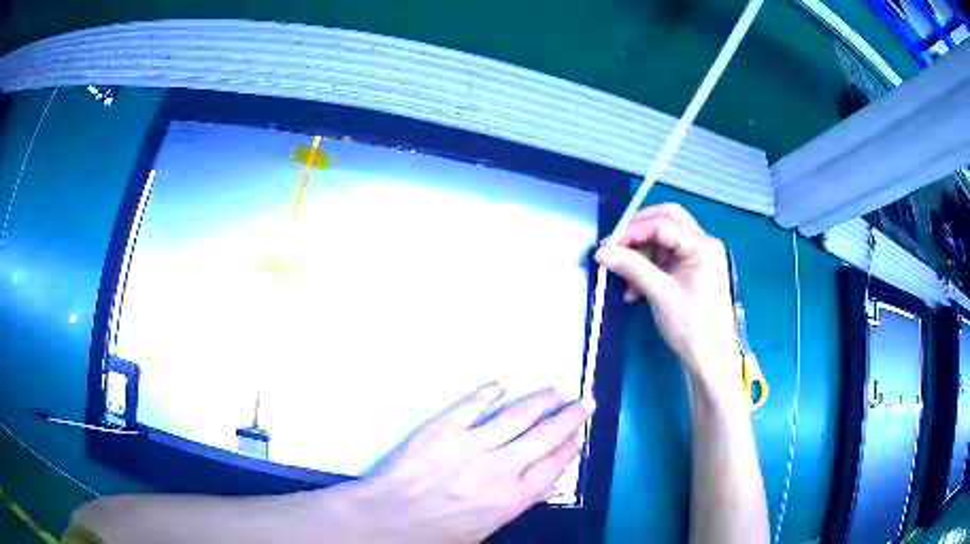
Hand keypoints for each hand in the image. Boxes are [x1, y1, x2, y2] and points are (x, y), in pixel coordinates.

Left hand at [358, 383, 593, 543]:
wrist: (388, 521)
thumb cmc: (436, 534)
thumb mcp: (486, 530)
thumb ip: (522, 506)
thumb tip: (552, 488)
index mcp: (512, 498)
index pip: (553, 466)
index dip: (570, 448)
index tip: (580, 435)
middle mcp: (500, 468)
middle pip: (544, 437)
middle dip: (569, 418)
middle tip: (585, 402)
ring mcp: (472, 445)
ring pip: (516, 416)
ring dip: (539, 401)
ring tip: (556, 390)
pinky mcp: (443, 429)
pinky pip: (471, 405)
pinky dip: (488, 392)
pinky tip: (501, 384)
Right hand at [594, 204, 737, 393]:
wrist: (710, 360)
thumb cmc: (690, 325)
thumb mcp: (659, 293)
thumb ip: (631, 267)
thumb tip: (602, 251)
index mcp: (701, 245)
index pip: (661, 224)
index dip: (631, 231)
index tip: (606, 247)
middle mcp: (704, 244)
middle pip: (667, 222)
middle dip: (638, 233)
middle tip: (616, 247)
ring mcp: (700, 258)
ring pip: (665, 241)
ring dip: (642, 254)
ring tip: (625, 278)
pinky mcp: (694, 272)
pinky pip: (668, 259)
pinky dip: (650, 268)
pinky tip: (635, 290)